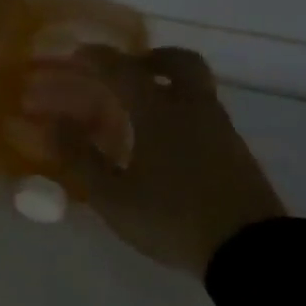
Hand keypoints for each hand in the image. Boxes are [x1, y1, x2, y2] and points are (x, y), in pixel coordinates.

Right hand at [50, 46, 286, 279]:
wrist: (250, 252)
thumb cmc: (173, 219)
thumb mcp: (114, 198)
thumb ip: (82, 158)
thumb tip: (55, 122)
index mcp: (160, 112)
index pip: (125, 70)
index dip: (99, 59)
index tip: (78, 54)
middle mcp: (193, 109)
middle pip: (179, 62)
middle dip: (151, 58)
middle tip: (128, 70)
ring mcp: (221, 128)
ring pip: (196, 87)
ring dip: (169, 85)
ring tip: (143, 110)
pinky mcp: (237, 151)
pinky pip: (206, 113)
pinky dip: (184, 110)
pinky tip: (169, 141)